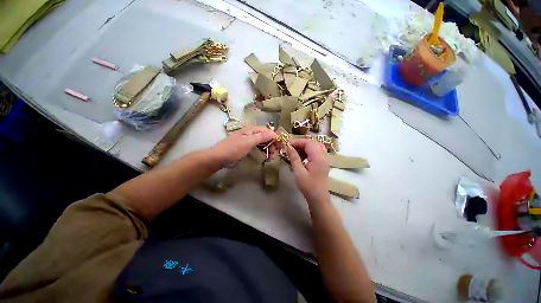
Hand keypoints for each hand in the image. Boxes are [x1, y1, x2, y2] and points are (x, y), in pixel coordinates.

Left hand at [211, 126, 275, 165]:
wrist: (219, 157)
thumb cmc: (233, 149)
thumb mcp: (248, 142)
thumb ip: (261, 137)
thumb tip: (274, 133)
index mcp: (251, 130)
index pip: (267, 131)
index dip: (275, 137)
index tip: (280, 145)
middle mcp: (252, 134)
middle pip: (266, 137)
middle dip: (272, 145)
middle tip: (275, 154)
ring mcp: (249, 141)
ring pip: (263, 143)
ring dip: (269, 149)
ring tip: (271, 158)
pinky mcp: (247, 147)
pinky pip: (258, 148)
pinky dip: (263, 152)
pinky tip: (266, 157)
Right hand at [287, 139, 329, 202]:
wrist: (318, 197)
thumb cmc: (308, 185)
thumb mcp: (298, 171)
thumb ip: (294, 157)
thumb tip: (288, 146)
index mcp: (318, 157)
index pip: (308, 143)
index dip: (298, 142)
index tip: (288, 144)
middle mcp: (323, 155)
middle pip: (312, 143)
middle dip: (301, 143)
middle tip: (291, 148)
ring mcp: (325, 159)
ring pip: (315, 146)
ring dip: (305, 147)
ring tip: (295, 152)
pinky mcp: (323, 162)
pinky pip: (317, 152)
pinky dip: (309, 151)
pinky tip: (302, 157)